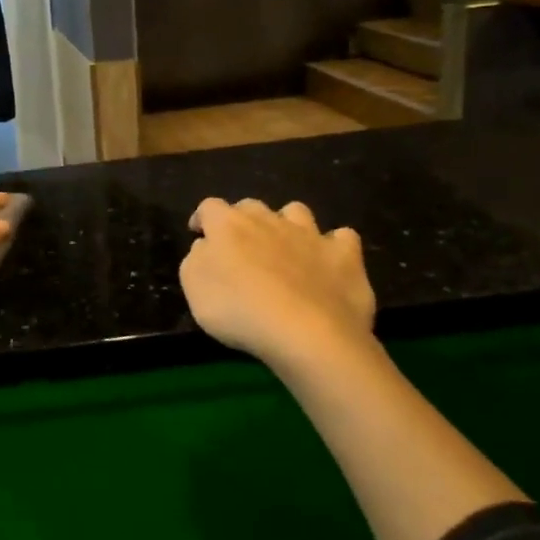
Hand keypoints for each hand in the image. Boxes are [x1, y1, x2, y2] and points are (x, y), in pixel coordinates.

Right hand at [180, 198, 376, 364]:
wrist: (306, 332)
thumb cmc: (238, 310)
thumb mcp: (194, 289)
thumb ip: (196, 260)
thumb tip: (207, 246)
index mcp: (229, 225)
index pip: (210, 207)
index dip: (202, 218)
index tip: (199, 233)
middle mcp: (269, 220)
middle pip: (251, 206)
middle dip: (243, 220)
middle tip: (240, 246)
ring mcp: (310, 235)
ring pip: (296, 212)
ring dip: (287, 223)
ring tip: (284, 246)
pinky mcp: (345, 255)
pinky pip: (342, 237)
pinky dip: (334, 245)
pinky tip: (329, 260)